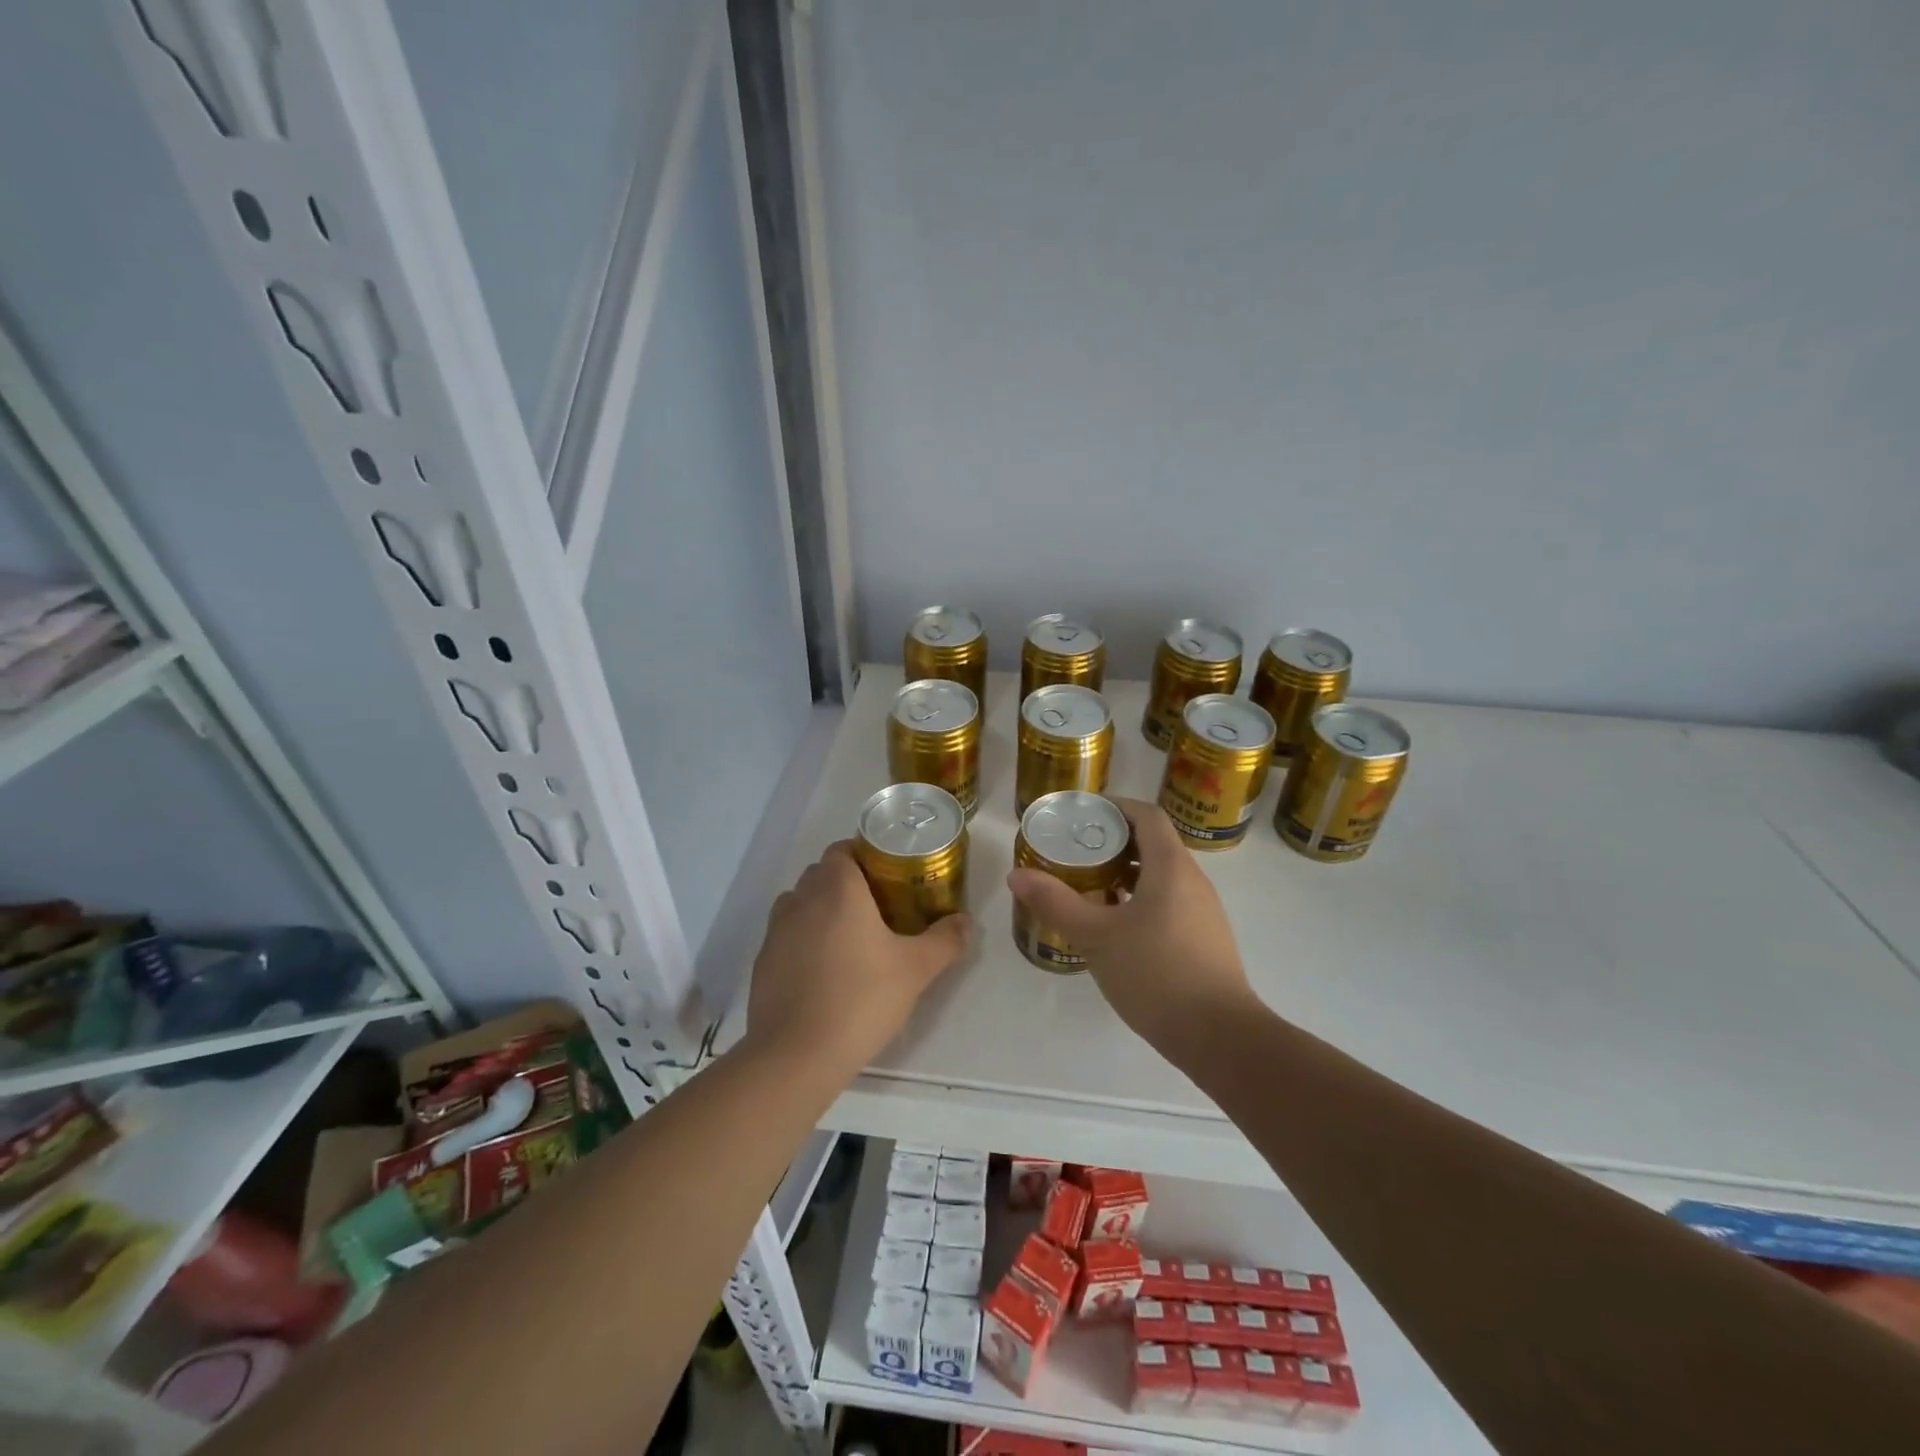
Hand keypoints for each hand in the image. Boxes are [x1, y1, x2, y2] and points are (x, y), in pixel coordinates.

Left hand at [746, 840, 971, 1082]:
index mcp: (837, 889)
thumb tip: (965, 922)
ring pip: (801, 902)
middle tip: (880, 907)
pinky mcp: (763, 961)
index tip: (890, 875)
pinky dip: (804, 940)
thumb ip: (945, 940)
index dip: (865, 855)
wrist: (796, 1055)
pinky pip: (787, 935)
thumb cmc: (861, 999)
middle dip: (848, 882)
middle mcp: (801, 899)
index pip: (843, 848)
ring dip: (822, 909)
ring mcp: (776, 931)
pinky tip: (825, 971)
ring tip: (851, 938)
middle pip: (822, 873)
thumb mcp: (916, 970)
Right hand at [1006, 797, 1257, 1057]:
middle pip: (1153, 843)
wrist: (1220, 1037)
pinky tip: (1114, 926)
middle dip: (1112, 842)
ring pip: (1160, 875)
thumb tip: (1017, 875)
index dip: (1114, 807)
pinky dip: (1139, 899)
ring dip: (1124, 873)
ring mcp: (1202, 911)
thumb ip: (1056, 902)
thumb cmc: (1156, 973)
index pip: (1146, 815)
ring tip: (1086, 886)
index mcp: (1171, 866)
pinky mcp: (1204, 939)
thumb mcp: (1096, 936)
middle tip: (1074, 852)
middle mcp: (1192, 880)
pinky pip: (1168, 901)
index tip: (1081, 814)